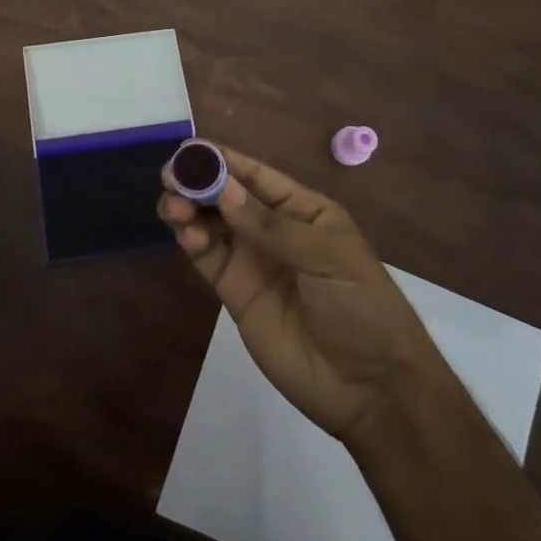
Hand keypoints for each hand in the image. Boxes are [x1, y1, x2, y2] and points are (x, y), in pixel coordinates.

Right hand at [158, 144, 440, 447]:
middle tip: (170, 177)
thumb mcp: (327, 258)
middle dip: (198, 182)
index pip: (256, 175)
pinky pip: (208, 257)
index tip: (189, 150)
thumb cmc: (362, 308)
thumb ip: (272, 226)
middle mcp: (272, 228)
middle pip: (226, 196)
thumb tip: (224, 190)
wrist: (370, 390)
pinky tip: (185, 234)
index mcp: (302, 209)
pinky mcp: (234, 292)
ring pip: (210, 223)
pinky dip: (191, 241)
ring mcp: (251, 260)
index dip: (223, 160)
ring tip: (172, 206)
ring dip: (188, 208)